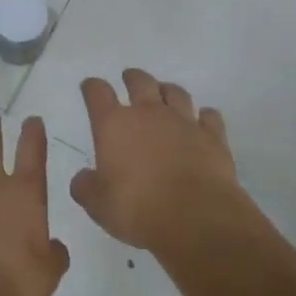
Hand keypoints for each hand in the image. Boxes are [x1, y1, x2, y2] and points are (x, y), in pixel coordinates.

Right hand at [70, 69, 245, 251]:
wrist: (196, 217)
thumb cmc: (138, 209)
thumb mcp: (99, 205)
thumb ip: (86, 188)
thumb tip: (82, 179)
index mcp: (114, 125)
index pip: (98, 93)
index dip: (92, 87)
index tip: (90, 86)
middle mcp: (149, 113)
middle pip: (140, 81)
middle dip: (132, 78)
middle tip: (129, 78)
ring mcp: (184, 121)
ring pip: (176, 92)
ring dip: (167, 90)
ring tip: (164, 94)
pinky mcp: (213, 136)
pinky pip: (210, 116)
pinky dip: (204, 116)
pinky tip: (202, 121)